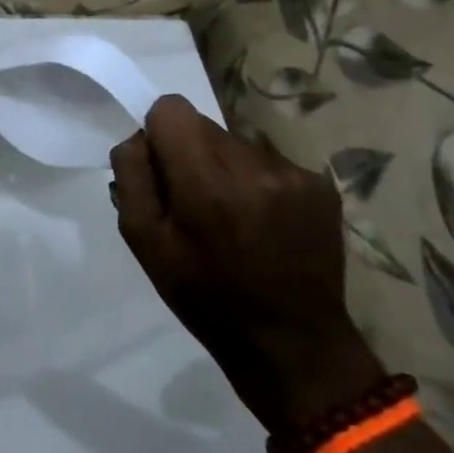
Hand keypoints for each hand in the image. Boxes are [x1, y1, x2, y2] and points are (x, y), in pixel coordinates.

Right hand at [110, 96, 384, 437]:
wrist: (292, 344)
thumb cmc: (204, 295)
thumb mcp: (143, 241)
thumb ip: (132, 177)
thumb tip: (139, 138)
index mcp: (205, 182)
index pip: (171, 108)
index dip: (160, 133)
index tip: (164, 170)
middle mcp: (253, 166)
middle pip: (203, 124)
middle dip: (191, 153)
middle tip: (195, 201)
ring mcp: (294, 174)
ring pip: (236, 142)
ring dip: (225, 167)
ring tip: (232, 216)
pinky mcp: (321, 186)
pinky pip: (269, 161)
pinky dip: (257, 182)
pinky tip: (263, 222)